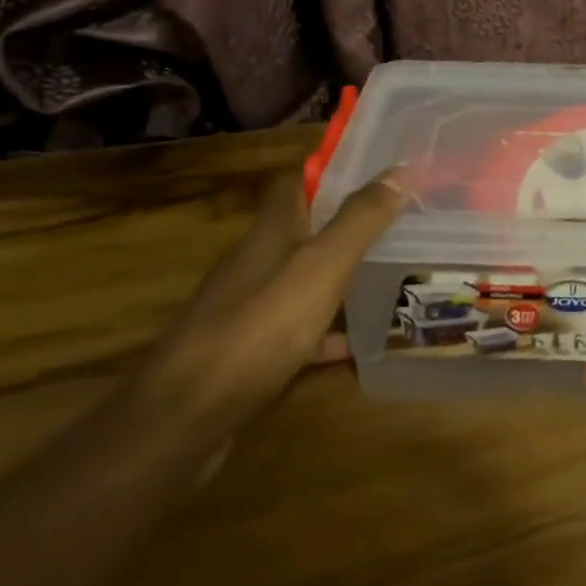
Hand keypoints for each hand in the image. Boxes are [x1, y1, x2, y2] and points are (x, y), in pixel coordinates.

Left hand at [139, 168, 404, 414]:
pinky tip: (358, 343)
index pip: (301, 179)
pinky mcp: (249, 350)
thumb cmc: (258, 328)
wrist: (183, 418)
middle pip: (306, 227)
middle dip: (349, 221)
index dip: (337, 168)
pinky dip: (328, 331)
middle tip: (401, 220)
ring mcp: (250, 306)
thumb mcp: (320, 267)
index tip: (381, 167)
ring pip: (304, 276)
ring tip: (392, 271)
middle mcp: (258, 259)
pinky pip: (299, 329)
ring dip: (341, 273)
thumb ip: (360, 219)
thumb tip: (399, 169)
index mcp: (273, 228)